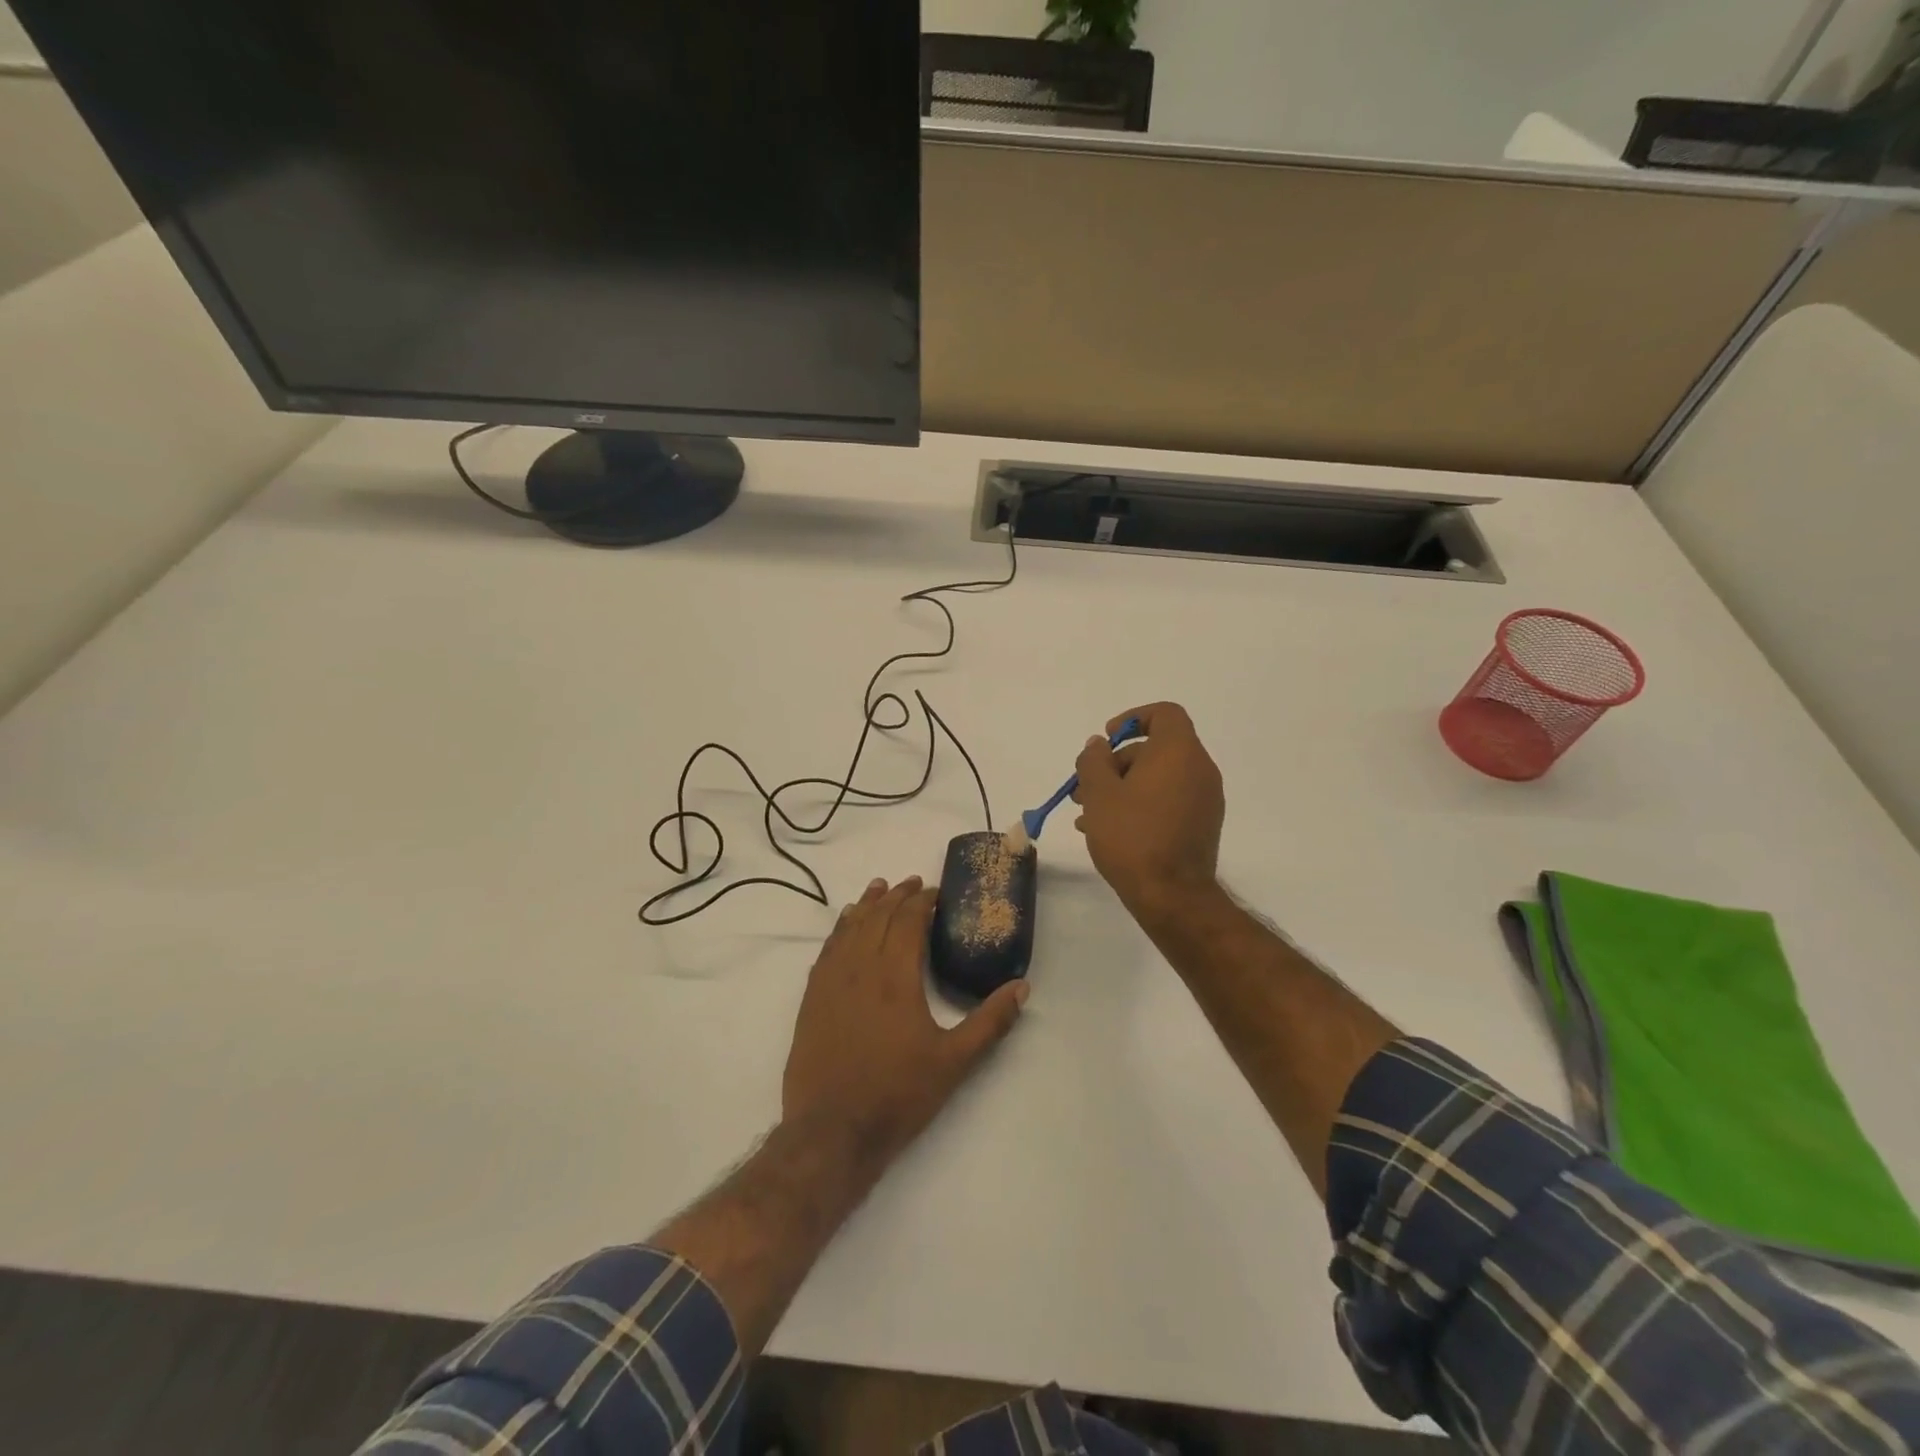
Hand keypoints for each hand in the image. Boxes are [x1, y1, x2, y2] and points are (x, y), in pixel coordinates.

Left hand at [783, 877, 1026, 1165]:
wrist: (832, 1132)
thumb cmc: (897, 1095)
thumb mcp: (955, 1062)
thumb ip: (990, 1022)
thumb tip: (1022, 987)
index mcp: (896, 977)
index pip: (908, 921)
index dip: (922, 901)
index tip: (936, 892)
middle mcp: (861, 968)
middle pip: (878, 917)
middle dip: (897, 896)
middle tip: (913, 884)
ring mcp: (831, 982)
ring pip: (850, 928)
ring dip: (866, 904)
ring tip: (878, 888)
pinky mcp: (811, 999)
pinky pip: (827, 950)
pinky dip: (839, 929)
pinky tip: (845, 925)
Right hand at [1073, 702, 1225, 918]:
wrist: (1172, 896)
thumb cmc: (1132, 836)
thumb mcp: (1099, 793)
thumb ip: (1094, 760)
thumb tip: (1099, 745)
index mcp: (1179, 752)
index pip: (1164, 714)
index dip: (1132, 718)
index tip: (1106, 739)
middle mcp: (1199, 769)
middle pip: (1154, 750)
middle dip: (1115, 764)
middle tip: (1083, 789)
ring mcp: (1205, 799)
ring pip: (1157, 779)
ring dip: (1122, 788)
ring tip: (1087, 815)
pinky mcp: (1202, 825)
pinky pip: (1167, 801)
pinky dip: (1140, 805)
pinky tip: (1108, 831)